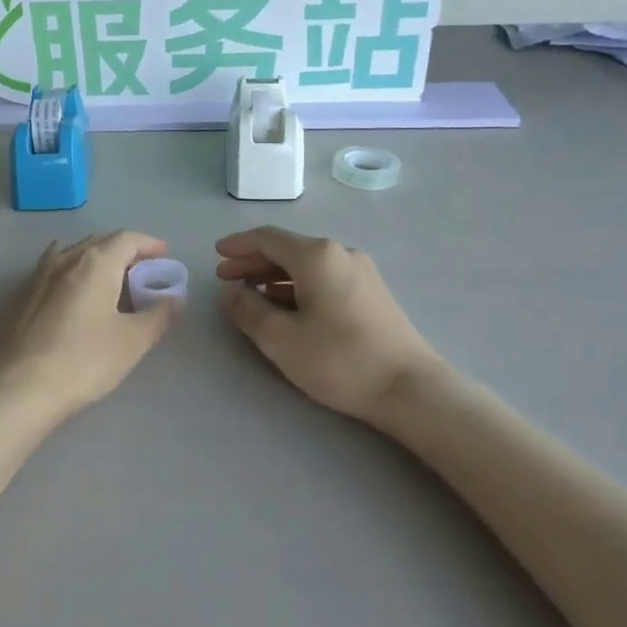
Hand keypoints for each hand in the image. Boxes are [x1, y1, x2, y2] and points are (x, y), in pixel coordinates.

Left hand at [0, 231, 178, 420]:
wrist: (19, 387)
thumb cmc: (84, 360)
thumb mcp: (133, 340)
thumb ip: (159, 315)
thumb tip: (175, 298)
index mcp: (95, 263)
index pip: (127, 239)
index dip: (149, 244)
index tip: (164, 256)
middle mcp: (65, 259)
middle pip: (100, 243)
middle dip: (124, 253)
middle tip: (142, 272)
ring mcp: (38, 276)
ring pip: (73, 255)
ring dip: (96, 261)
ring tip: (110, 282)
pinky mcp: (20, 297)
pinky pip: (54, 271)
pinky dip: (73, 274)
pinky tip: (74, 294)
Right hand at [215, 227, 445, 424]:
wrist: (409, 388)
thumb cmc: (339, 359)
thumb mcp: (281, 339)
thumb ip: (247, 310)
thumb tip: (229, 292)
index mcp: (316, 256)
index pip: (267, 238)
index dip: (238, 245)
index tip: (216, 255)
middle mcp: (340, 253)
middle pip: (287, 249)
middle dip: (253, 262)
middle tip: (226, 278)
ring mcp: (360, 272)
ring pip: (306, 265)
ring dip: (274, 276)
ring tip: (251, 295)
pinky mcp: (371, 292)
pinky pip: (324, 277)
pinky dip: (297, 285)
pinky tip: (286, 306)